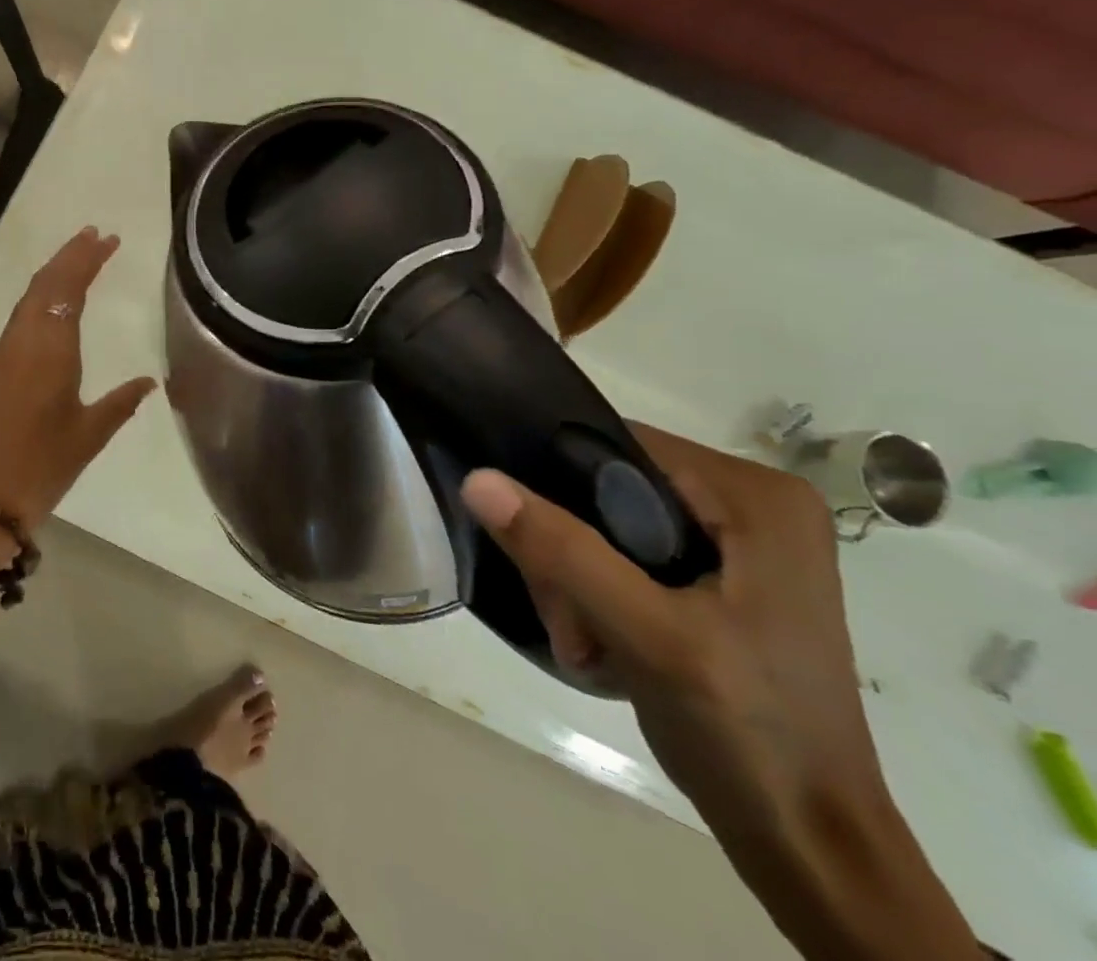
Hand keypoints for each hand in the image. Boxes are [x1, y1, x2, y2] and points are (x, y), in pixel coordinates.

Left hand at [0, 227, 155, 527]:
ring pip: (27, 299)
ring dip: (52, 273)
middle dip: (70, 255)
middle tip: (95, 235)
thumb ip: (121, 403)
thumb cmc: (42, 467)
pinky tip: (50, 304)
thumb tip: (150, 380)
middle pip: (44, 284)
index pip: (68, 289)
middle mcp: (22, 342)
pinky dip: (38, 298)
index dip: (87, 260)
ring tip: (77, 257)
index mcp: (50, 351)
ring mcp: (2, 354)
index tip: (108, 239)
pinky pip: (18, 319)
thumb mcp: (89, 436)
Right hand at [459, 427, 979, 960]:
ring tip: (585, 641)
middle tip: (568, 617)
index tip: (536, 545)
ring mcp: (742, 541)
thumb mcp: (649, 636)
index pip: (619, 444)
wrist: (812, 845)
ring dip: (579, 577)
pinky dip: (602, 590)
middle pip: (612, 485)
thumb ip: (564, 552)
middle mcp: (754, 503)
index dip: (560, 482)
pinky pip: (631, 552)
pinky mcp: (725, 576)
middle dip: (571, 547)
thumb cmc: (748, 734)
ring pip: (612, 520)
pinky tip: (602, 639)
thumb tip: (477, 479)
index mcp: (758, 497)